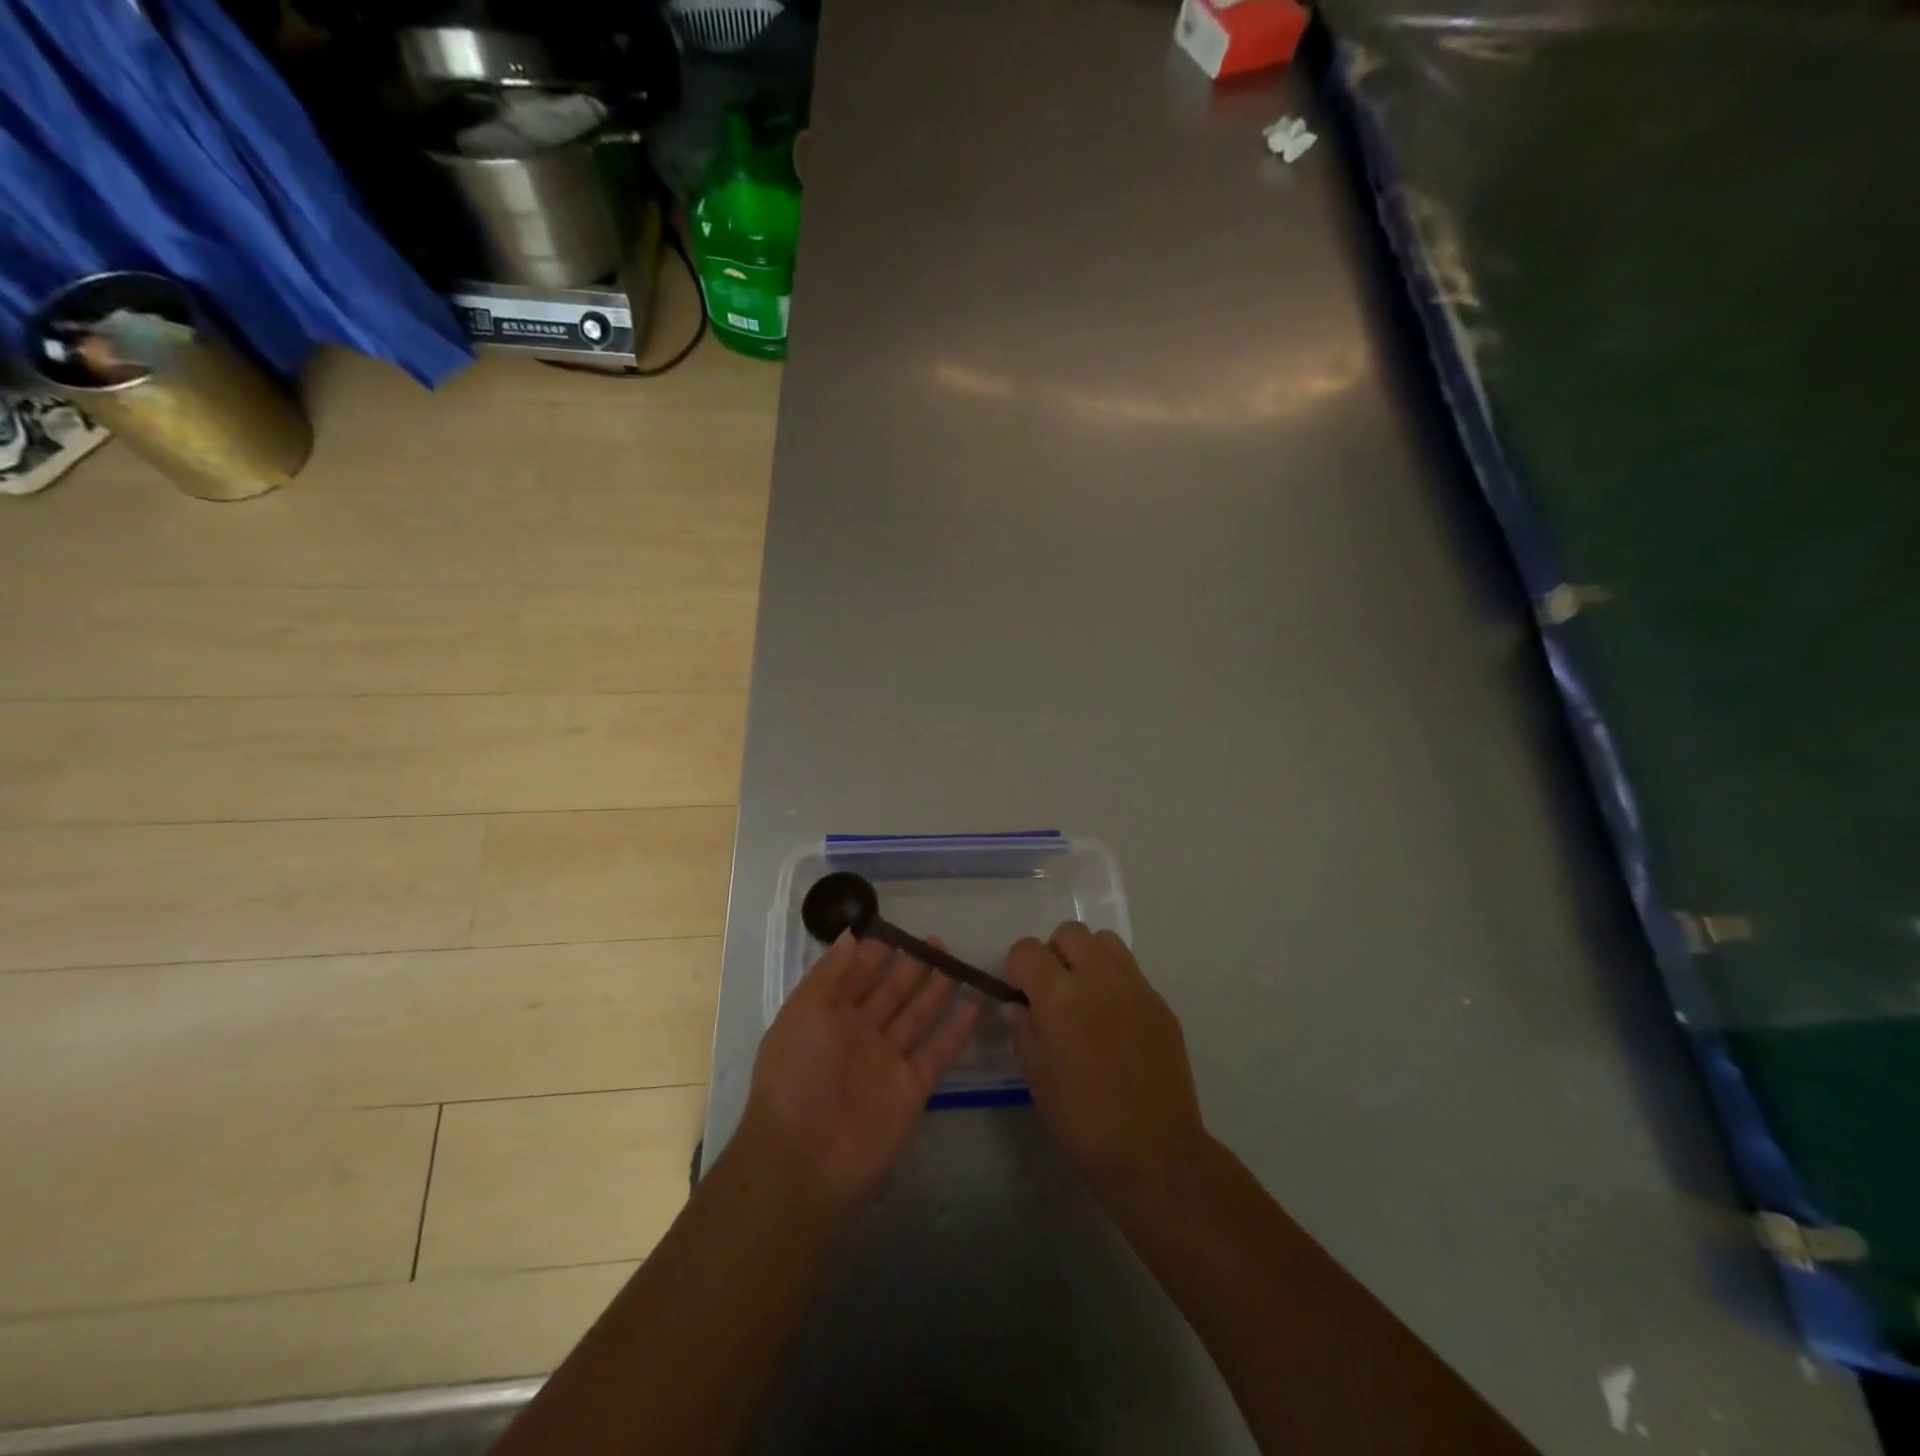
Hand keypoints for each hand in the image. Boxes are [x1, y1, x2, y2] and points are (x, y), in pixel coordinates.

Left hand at [734, 932, 982, 1214]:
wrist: (805, 1160)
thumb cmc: (798, 1074)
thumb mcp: (805, 1011)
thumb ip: (830, 972)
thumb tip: (851, 935)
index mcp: (828, 1015)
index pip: (856, 975)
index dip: (876, 953)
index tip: (899, 931)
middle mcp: (859, 1035)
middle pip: (891, 992)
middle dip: (911, 967)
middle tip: (938, 942)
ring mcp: (887, 1062)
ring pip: (916, 1017)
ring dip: (936, 991)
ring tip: (957, 964)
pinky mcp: (911, 1088)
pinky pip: (937, 1053)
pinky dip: (956, 1032)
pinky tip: (975, 1006)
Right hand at [1002, 923, 1210, 1209]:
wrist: (1155, 1154)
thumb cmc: (1083, 1122)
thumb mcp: (1037, 1077)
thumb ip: (1024, 1030)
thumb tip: (1016, 1006)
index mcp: (1060, 997)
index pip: (1027, 950)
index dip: (1017, 968)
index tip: (1019, 994)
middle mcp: (1099, 979)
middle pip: (1069, 933)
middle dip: (1052, 954)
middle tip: (1052, 992)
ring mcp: (1135, 988)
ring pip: (1104, 941)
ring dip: (1086, 958)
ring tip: (1084, 996)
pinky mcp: (1160, 1003)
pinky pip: (1130, 971)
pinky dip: (1113, 980)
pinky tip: (1112, 1019)